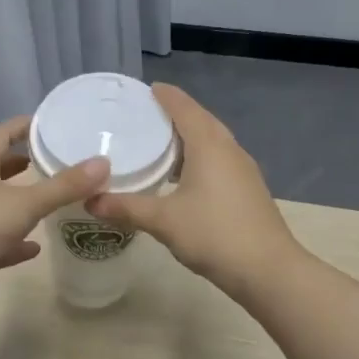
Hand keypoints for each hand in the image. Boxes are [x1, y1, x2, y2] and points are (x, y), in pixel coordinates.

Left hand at [0, 115, 110, 321]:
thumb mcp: (25, 203)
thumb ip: (64, 186)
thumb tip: (103, 162)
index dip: (19, 127)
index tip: (44, 123)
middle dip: (20, 163)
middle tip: (50, 159)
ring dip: (19, 201)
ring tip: (48, 199)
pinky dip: (16, 240)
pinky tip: (35, 246)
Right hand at [86, 84, 299, 295]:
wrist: (268, 269)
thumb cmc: (214, 235)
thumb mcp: (163, 221)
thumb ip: (126, 207)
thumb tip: (90, 200)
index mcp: (209, 145)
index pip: (185, 108)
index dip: (166, 96)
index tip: (147, 89)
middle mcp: (229, 149)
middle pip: (201, 121)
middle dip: (176, 114)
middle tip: (146, 116)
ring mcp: (243, 170)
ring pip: (213, 142)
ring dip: (190, 138)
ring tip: (161, 145)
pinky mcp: (249, 189)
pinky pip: (220, 160)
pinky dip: (199, 158)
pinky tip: (184, 177)